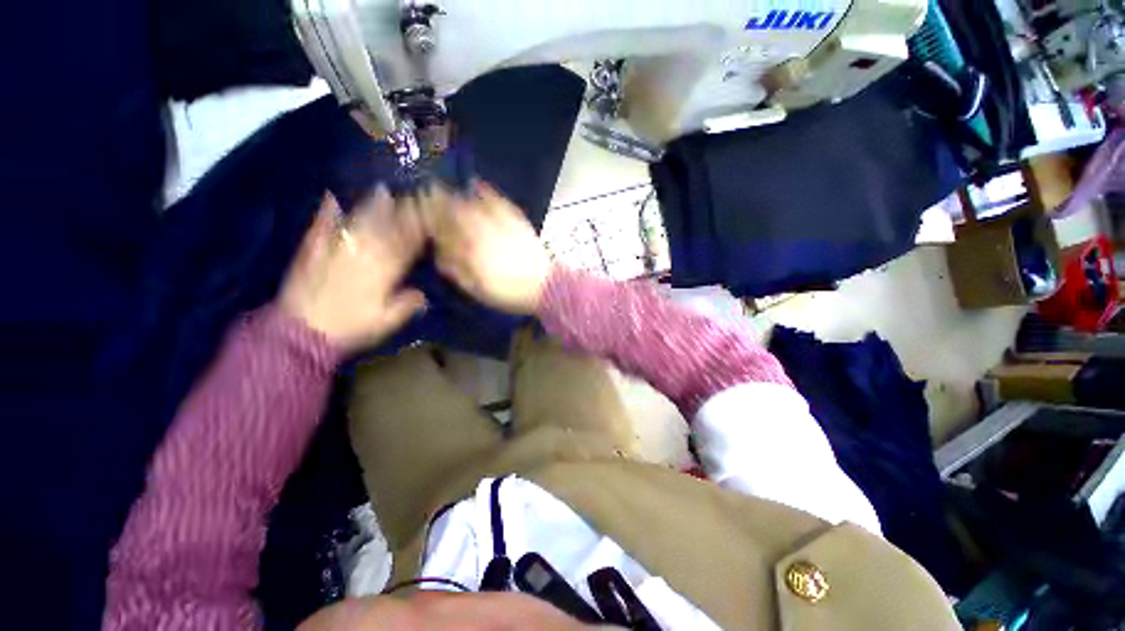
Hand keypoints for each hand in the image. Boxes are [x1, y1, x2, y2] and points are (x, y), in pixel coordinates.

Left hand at [280, 188, 425, 351]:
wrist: (301, 332)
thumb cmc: (350, 328)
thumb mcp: (386, 322)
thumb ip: (407, 305)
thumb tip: (424, 294)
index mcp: (383, 273)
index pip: (405, 246)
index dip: (418, 231)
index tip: (428, 218)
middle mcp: (361, 255)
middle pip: (384, 229)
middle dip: (399, 212)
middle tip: (411, 197)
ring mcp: (335, 250)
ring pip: (357, 223)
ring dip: (371, 207)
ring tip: (382, 191)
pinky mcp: (312, 251)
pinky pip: (321, 227)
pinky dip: (327, 212)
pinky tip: (331, 197)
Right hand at [421, 182, 552, 314]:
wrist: (543, 286)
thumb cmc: (508, 292)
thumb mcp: (476, 288)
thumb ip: (455, 269)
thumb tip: (438, 251)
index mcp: (470, 250)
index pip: (442, 227)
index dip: (428, 216)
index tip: (417, 209)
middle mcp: (482, 231)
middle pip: (455, 210)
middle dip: (438, 201)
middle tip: (428, 194)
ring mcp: (500, 223)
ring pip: (473, 203)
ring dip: (457, 195)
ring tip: (447, 189)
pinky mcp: (516, 220)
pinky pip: (498, 201)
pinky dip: (486, 191)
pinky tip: (477, 184)